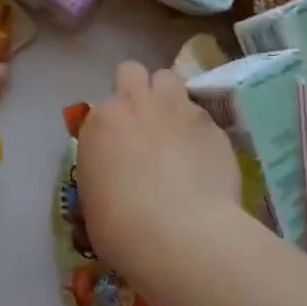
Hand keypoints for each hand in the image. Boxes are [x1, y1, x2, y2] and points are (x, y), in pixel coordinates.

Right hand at [76, 61, 241, 277]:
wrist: (180, 234)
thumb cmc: (121, 227)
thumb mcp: (93, 199)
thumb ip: (103, 169)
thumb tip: (115, 171)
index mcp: (100, 122)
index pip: (101, 105)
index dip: (111, 124)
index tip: (116, 146)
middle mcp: (136, 104)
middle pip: (133, 71)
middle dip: (137, 89)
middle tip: (143, 120)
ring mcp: (179, 109)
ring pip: (171, 80)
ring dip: (169, 99)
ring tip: (175, 130)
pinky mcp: (214, 125)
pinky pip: (203, 116)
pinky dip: (199, 131)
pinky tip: (203, 160)